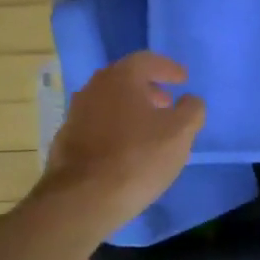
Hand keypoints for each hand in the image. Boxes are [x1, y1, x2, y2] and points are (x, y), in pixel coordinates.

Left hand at [35, 52, 205, 236]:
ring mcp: (76, 113)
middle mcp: (94, 87)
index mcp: (121, 77)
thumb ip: (191, 110)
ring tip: (149, 129)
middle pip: (126, 79)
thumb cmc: (138, 158)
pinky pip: (98, 124)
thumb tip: (189, 100)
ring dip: (132, 109)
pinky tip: (126, 149)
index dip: (169, 68)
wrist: (82, 199)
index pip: (148, 60)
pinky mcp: (67, 140)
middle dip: (149, 89)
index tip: (183, 79)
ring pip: (110, 102)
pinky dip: (116, 128)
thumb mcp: (180, 133)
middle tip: (167, 103)